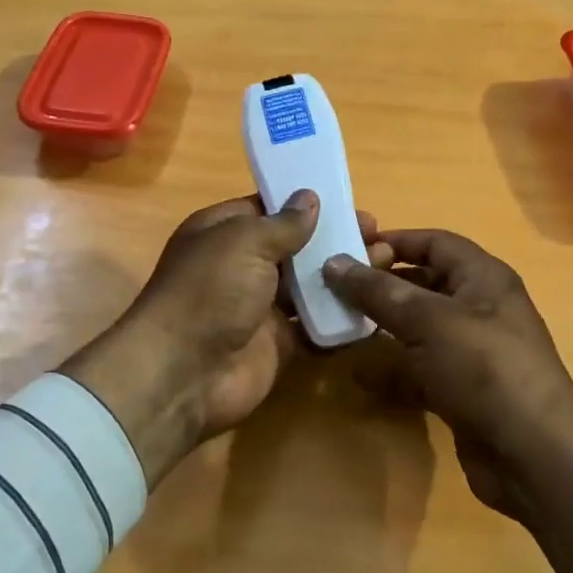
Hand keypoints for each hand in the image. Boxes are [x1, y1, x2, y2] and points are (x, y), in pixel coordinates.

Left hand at [62, 192, 392, 486]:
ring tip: (386, 262)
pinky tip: (376, 304)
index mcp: (223, 233)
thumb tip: (309, 198)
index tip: (348, 201)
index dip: (306, 204)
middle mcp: (241, 267)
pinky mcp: (278, 345)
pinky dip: (341, 317)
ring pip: (309, 286)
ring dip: (344, 275)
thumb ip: (282, 223)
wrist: (186, 374)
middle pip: (295, 248)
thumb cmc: (209, 292)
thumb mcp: (244, 242)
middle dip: (334, 239)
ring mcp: (260, 308)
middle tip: (379, 235)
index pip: (268, 209)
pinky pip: (315, 326)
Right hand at [324, 231, 572, 572]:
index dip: (394, 240)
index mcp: (483, 278)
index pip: (435, 243)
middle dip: (383, 283)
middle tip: (335, 288)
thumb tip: (333, 262)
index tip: (348, 248)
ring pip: (421, 327)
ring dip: (384, 325)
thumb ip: (378, 291)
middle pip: (426, 283)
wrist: (532, 453)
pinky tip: (361, 373)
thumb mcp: (427, 320)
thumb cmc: (483, 368)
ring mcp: (473, 352)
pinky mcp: (463, 389)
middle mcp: (480, 308)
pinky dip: (394, 367)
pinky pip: (421, 367)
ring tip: (340, 323)